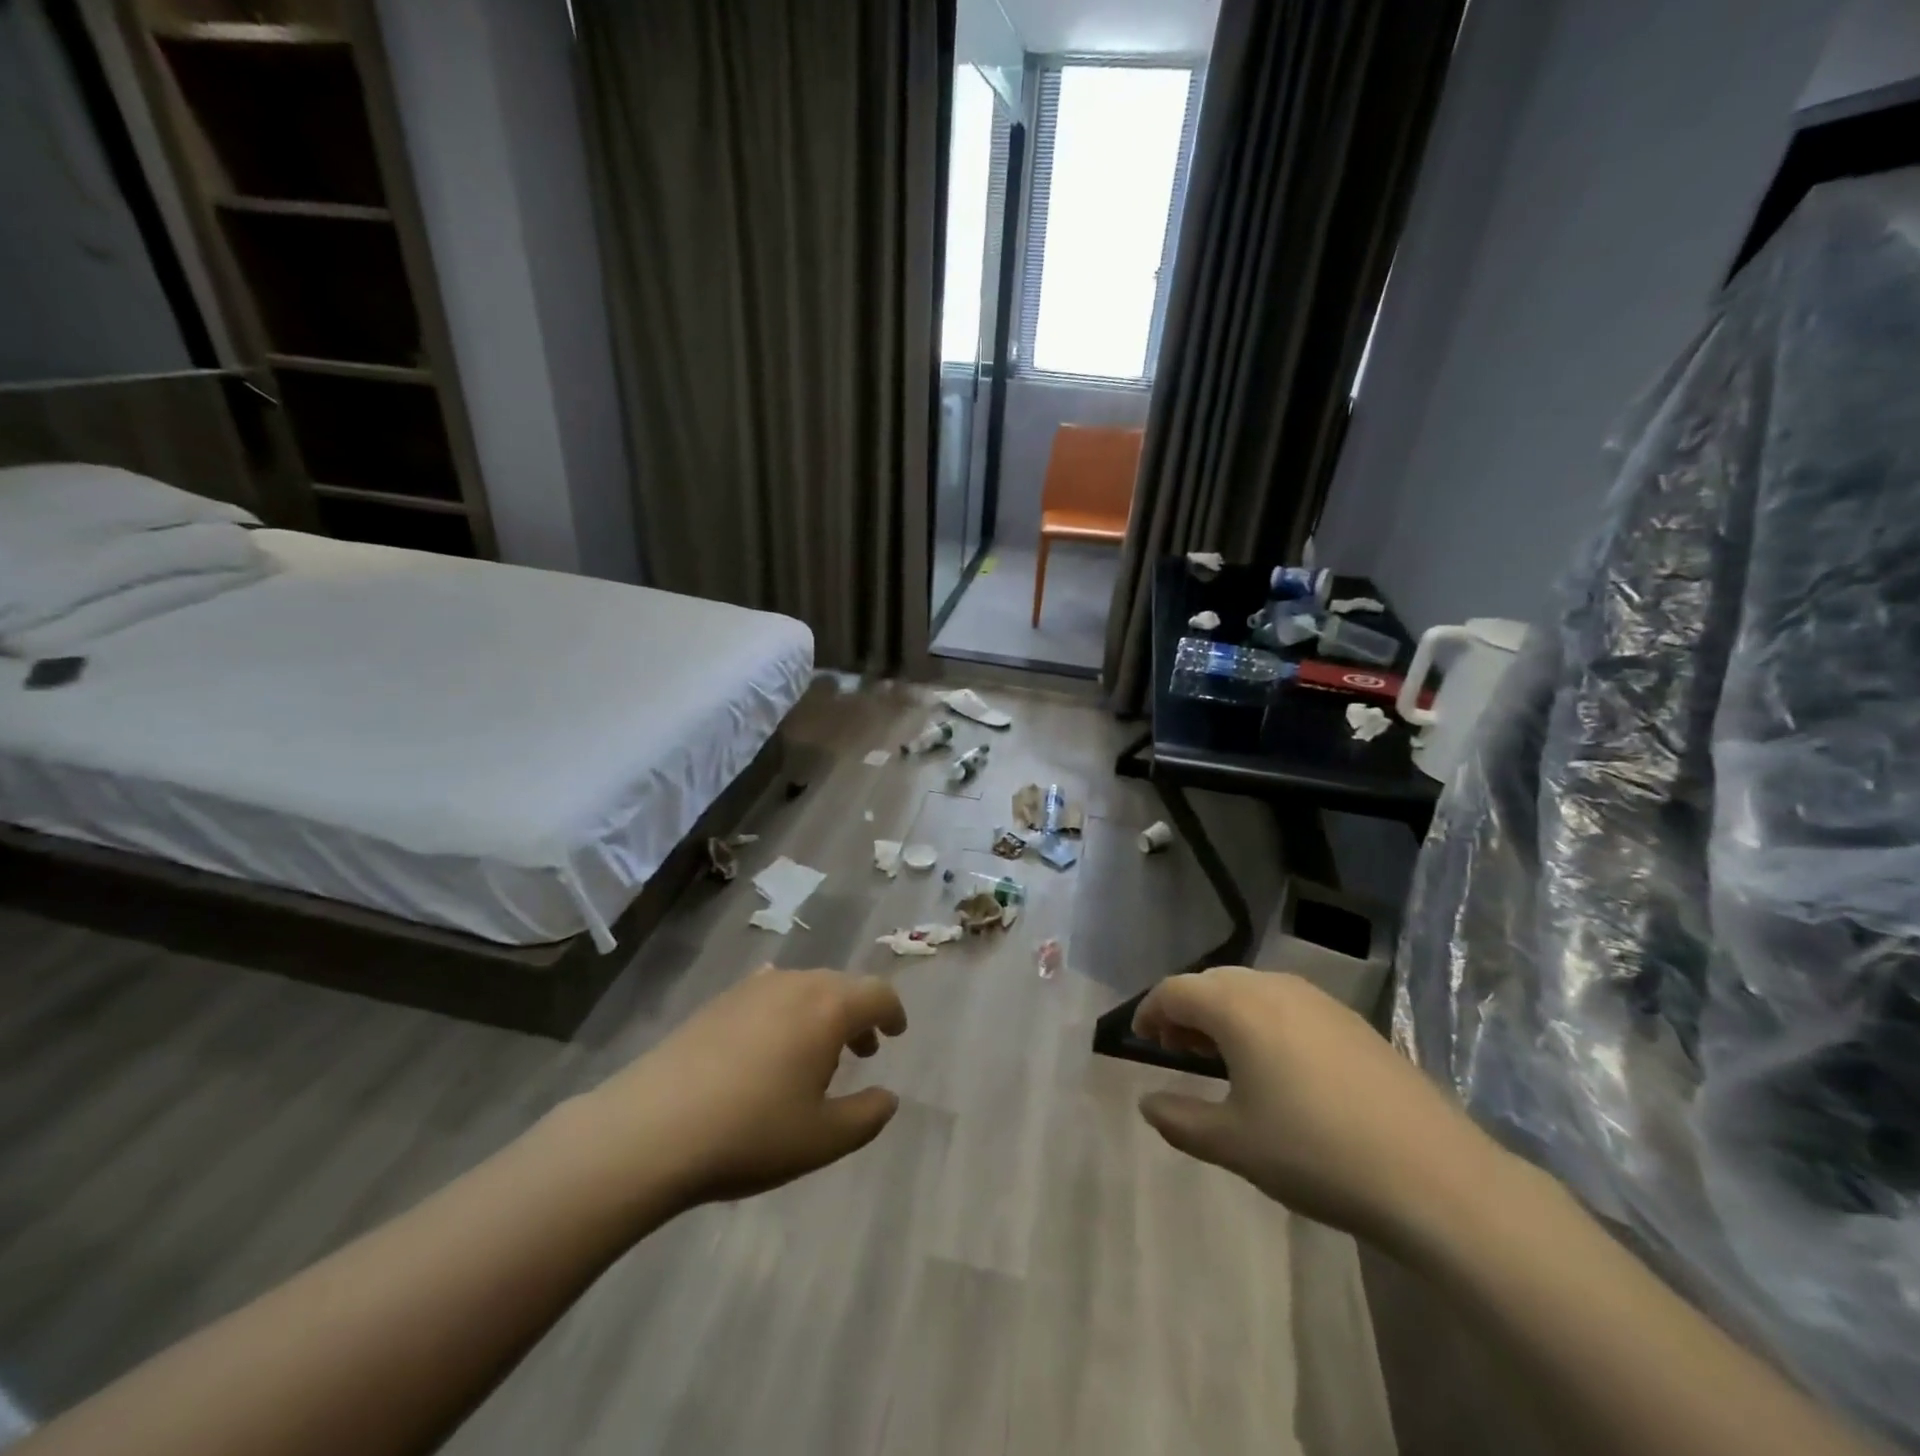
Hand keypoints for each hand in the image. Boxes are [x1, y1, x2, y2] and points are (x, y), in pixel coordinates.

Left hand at [583, 968, 908, 1207]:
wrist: (650, 1129)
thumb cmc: (750, 1132)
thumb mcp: (822, 1139)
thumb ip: (867, 1116)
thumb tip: (888, 1097)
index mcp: (828, 1007)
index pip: (877, 993)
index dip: (893, 1012)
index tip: (896, 1034)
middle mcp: (794, 984)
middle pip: (841, 985)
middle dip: (858, 1014)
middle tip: (862, 1050)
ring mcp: (751, 988)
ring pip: (804, 989)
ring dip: (822, 1014)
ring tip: (816, 1056)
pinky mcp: (717, 1002)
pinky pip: (769, 996)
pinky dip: (786, 1014)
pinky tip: (769, 1051)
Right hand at [1131, 968, 1501, 1245]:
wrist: (1436, 1177)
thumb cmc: (1316, 1154)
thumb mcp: (1235, 1144)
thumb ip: (1180, 1119)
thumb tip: (1147, 1102)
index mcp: (1237, 1006)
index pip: (1175, 990)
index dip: (1149, 1011)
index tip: (1140, 1039)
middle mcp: (1273, 986)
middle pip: (1211, 982)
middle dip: (1185, 1010)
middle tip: (1176, 1049)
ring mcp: (1318, 999)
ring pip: (1251, 988)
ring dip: (1224, 1012)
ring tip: (1221, 1056)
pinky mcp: (1351, 1019)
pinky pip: (1286, 1002)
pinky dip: (1261, 1018)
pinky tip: (1275, 1063)